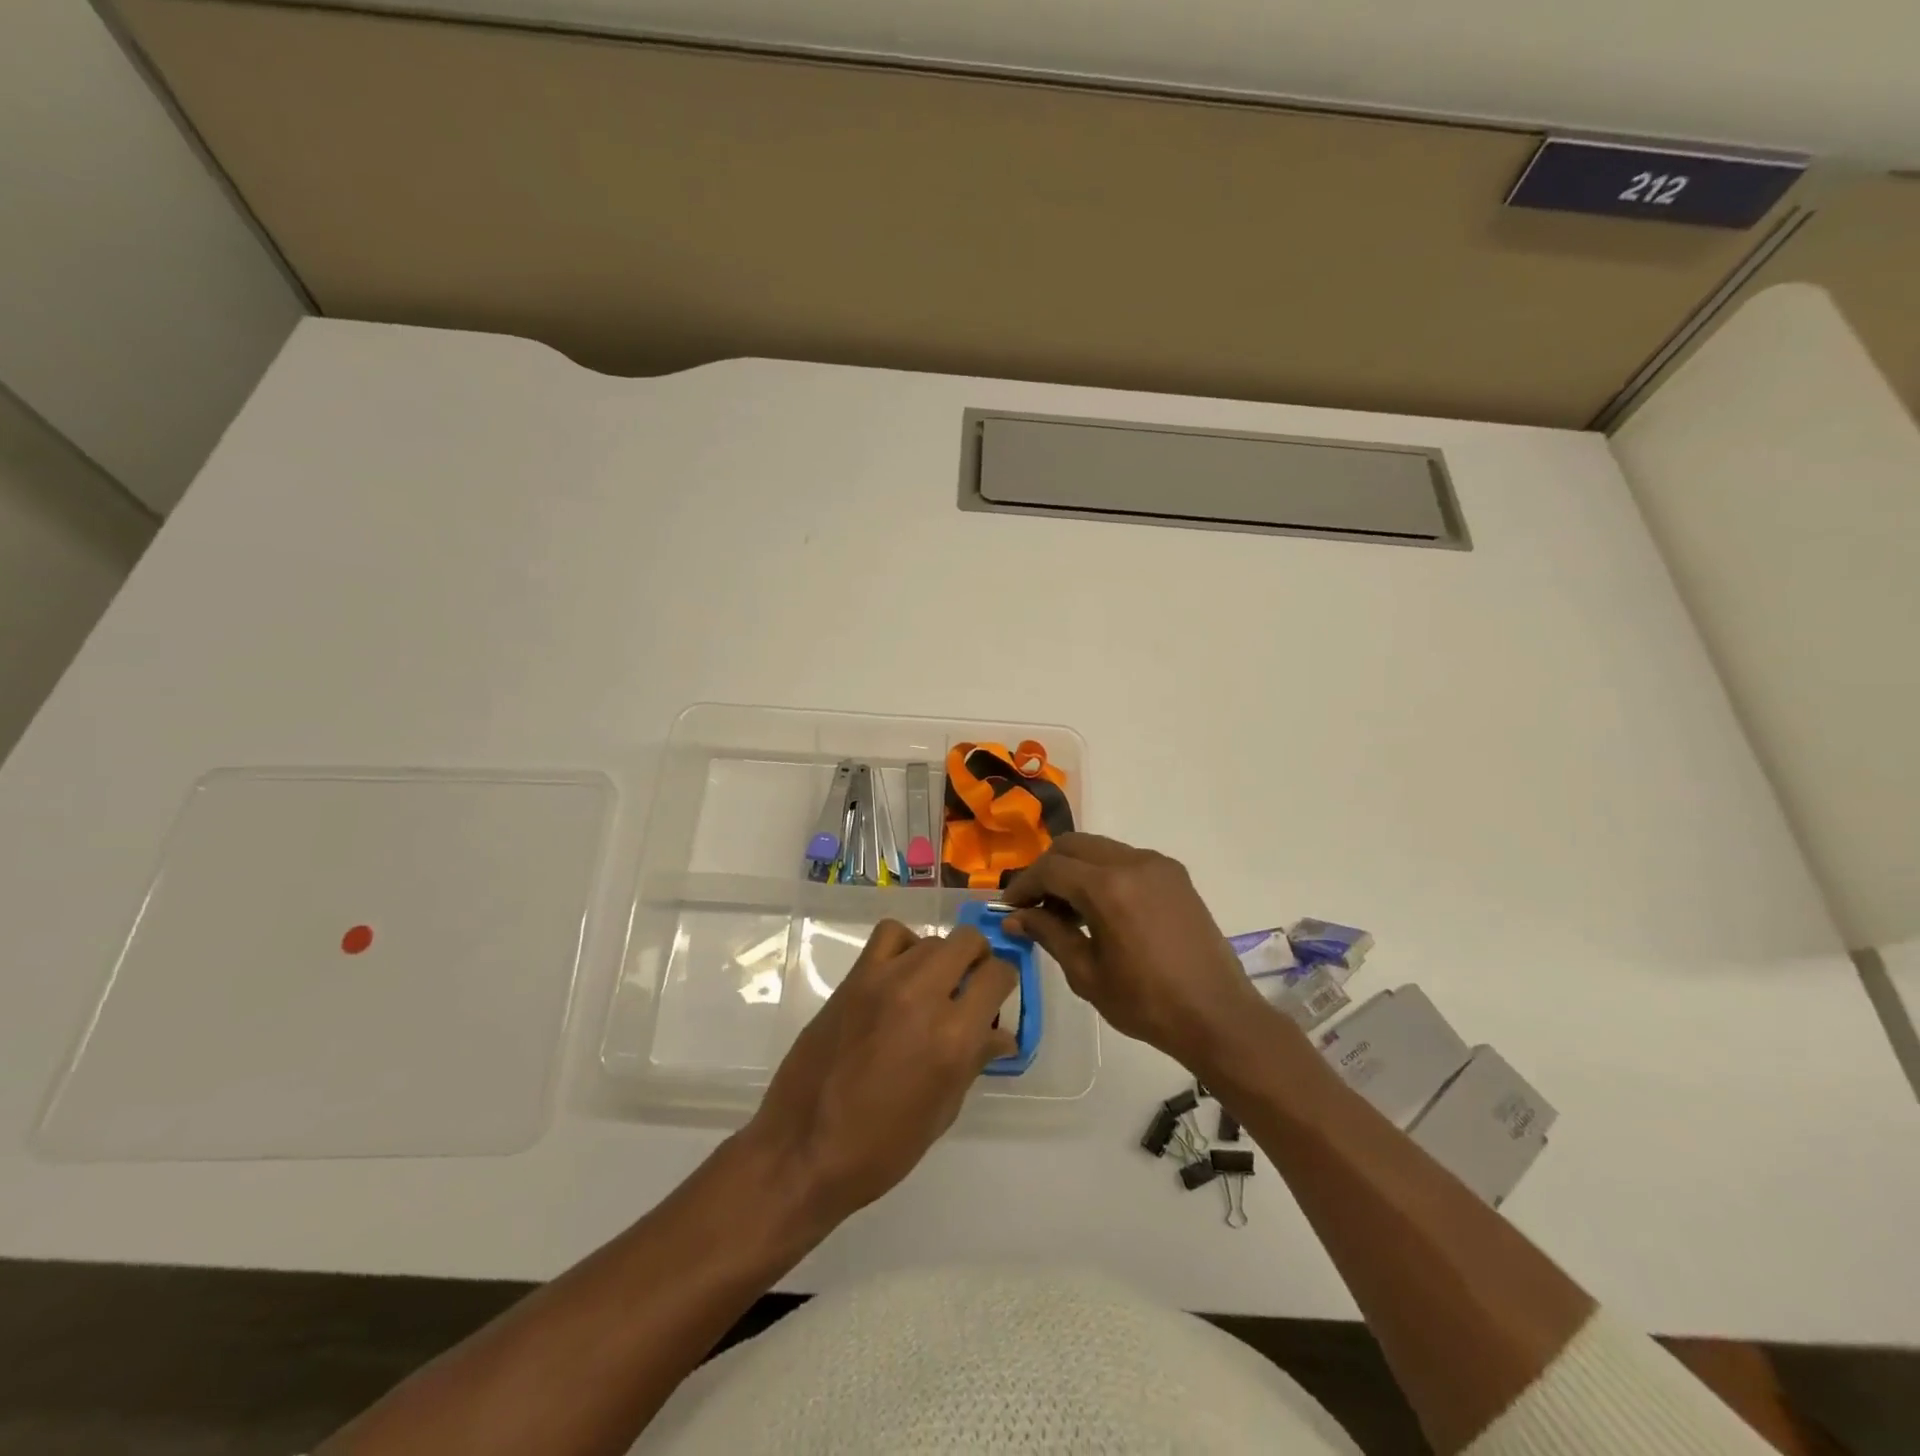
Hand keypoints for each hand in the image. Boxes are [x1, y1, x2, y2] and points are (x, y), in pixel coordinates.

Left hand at [743, 920, 1015, 1226]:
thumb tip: (1000, 1035)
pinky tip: (899, 974)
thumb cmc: (882, 1147)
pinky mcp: (854, 978)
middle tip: (969, 989)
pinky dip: (904, 946)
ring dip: (942, 958)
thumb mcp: (943, 1111)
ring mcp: (885, 980)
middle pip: (968, 942)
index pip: (998, 975)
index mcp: (954, 1036)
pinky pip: (890, 935)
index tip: (996, 999)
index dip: (1004, 983)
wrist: (803, 1148)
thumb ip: (974, 1061)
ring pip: (932, 939)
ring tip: (932, 987)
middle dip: (978, 961)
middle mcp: (924, 995)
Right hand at [1003, 833, 1276, 1070]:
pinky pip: (1126, 860)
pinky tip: (1100, 910)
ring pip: (1100, 849)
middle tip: (1034, 905)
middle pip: (1073, 846)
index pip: (1051, 868)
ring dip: (1075, 870)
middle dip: (1047, 870)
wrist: (1218, 1016)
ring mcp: (1158, 865)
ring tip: (1066, 911)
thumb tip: (1014, 918)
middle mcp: (1133, 862)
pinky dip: (1103, 874)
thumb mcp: (1087, 974)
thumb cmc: (1147, 1003)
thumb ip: (1049, 934)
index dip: (1023, 885)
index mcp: (1109, 887)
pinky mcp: (1175, 875)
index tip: (1009, 908)